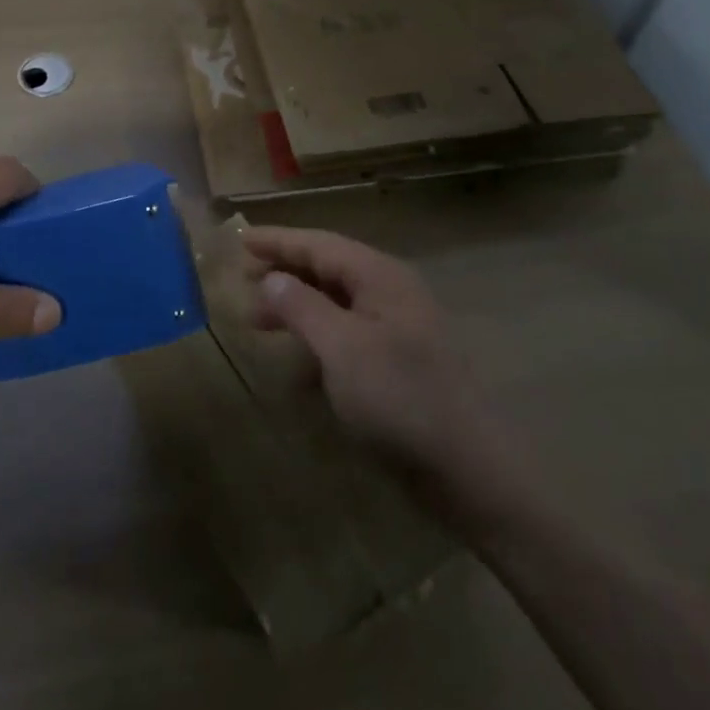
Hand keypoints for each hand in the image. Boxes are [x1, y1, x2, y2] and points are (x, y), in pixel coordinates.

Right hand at [244, 226, 517, 524]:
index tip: (240, 239)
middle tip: (242, 283)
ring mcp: (398, 326)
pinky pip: (349, 333)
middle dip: (284, 272)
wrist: (469, 469)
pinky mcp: (399, 360)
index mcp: (380, 276)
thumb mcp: (342, 349)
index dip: (278, 241)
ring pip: (337, 301)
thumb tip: (271, 278)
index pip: (319, 244)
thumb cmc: (400, 399)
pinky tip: (299, 362)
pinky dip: (319, 338)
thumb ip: (303, 308)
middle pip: (327, 268)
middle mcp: (390, 291)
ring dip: (298, 306)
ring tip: (260, 321)